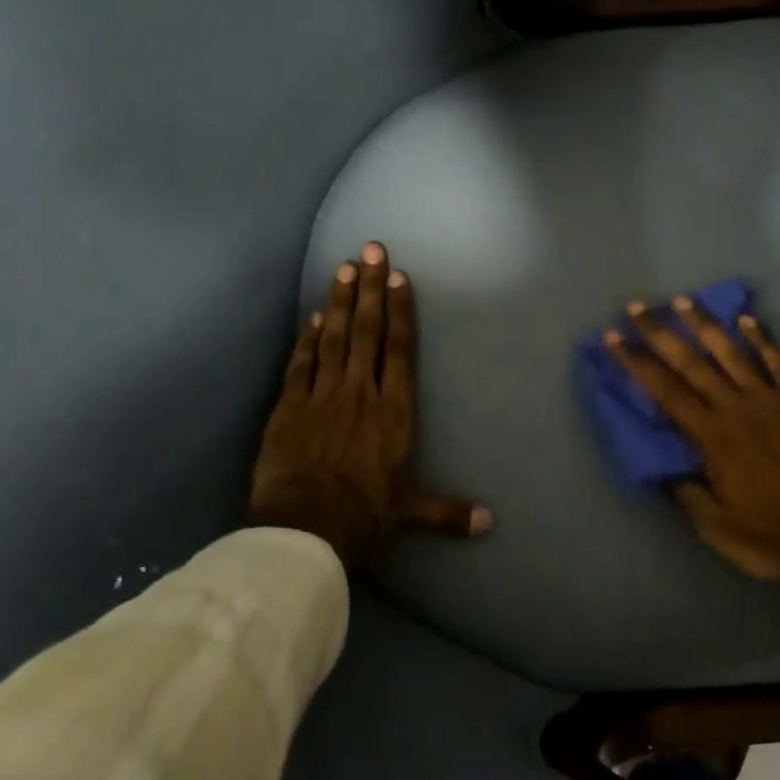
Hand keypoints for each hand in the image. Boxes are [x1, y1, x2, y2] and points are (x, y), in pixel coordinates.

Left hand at [250, 243, 491, 569]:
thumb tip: (490, 523)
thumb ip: (448, 512)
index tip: (399, 278)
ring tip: (344, 268)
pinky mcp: (289, 407)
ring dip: (341, 302)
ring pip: (334, 338)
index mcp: (393, 412)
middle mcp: (360, 393)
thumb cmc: (363, 517)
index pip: (399, 350)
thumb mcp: (409, 514)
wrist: (303, 530)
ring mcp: (322, 396)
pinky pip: (301, 364)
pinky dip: (308, 338)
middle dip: (372, 289)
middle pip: (367, 332)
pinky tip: (314, 316)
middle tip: (372, 249)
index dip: (401, 312)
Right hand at [604, 297, 779, 619]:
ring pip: (733, 352)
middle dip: (660, 332)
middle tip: (636, 307)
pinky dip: (762, 339)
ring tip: (682, 300)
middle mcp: (738, 408)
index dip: (636, 363)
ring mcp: (773, 400)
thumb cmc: (775, 538)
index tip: (613, 338)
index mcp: (713, 438)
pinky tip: (748, 319)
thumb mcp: (717, 528)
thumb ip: (687, 492)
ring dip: (705, 324)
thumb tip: (663, 464)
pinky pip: (778, 362)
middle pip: (692, 362)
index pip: (664, 391)